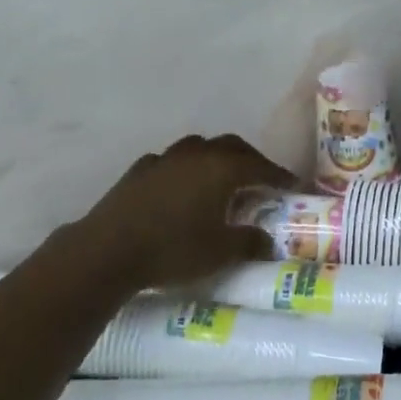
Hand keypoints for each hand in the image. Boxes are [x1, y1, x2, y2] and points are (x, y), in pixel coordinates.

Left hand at [79, 134, 294, 289]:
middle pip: (231, 147)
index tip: (293, 185)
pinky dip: (184, 170)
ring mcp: (165, 158)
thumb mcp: (220, 252)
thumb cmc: (173, 249)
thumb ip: (249, 242)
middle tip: (261, 178)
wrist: (108, 250)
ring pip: (199, 147)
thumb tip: (268, 240)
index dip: (278, 175)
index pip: (260, 166)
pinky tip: (180, 187)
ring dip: (215, 158)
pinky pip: (171, 162)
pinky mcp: (139, 170)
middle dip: (250, 160)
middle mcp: (196, 154)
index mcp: (222, 168)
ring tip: (221, 178)